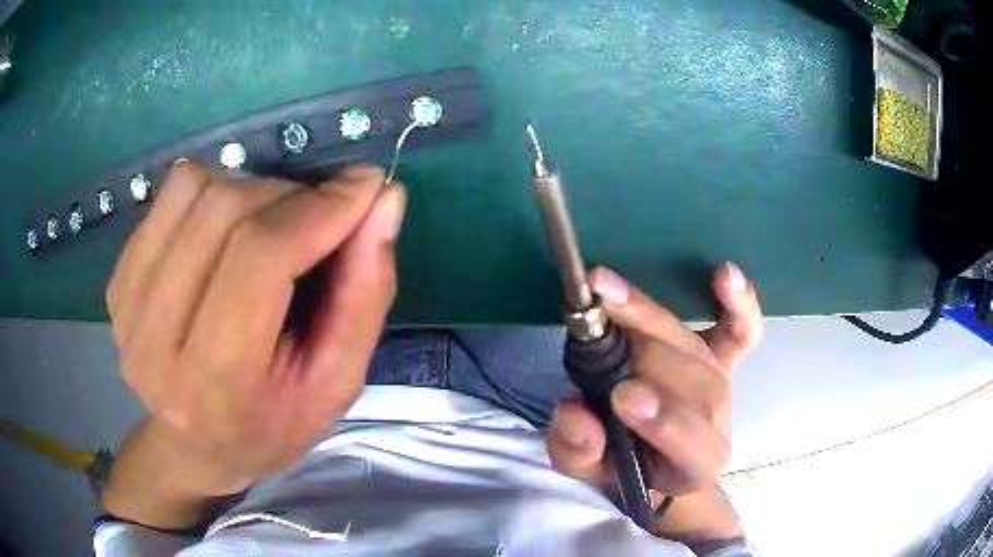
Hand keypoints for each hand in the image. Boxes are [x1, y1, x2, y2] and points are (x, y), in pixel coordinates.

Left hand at [106, 163, 404, 496]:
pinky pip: (169, 196)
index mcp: (215, 383)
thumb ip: (366, 292)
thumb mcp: (338, 381)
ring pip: (193, 188)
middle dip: (289, 196)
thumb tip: (384, 199)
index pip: (259, 259)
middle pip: (223, 212)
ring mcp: (126, 307)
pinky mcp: (116, 281)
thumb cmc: (273, 425)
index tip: (364, 187)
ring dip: (249, 188)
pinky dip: (211, 193)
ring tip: (269, 226)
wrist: (196, 447)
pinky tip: (223, 235)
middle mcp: (154, 341)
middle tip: (319, 216)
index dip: (318, 208)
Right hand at [546, 263, 761, 536]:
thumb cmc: (618, 465)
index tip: (622, 396)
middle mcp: (717, 421)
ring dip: (651, 320)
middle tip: (595, 330)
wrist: (647, 454)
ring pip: (698, 348)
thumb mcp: (585, 470)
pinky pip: (742, 330)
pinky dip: (740, 303)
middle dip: (646, 358)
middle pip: (696, 386)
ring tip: (606, 294)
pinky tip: (725, 275)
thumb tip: (572, 411)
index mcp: (693, 466)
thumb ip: (578, 450)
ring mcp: (724, 382)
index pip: (692, 445)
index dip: (664, 422)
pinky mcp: (724, 356)